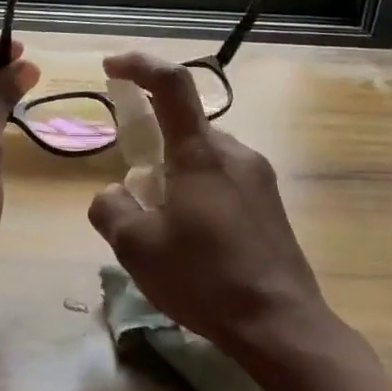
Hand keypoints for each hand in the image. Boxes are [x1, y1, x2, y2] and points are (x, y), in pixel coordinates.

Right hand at [88, 51, 327, 350]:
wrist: (281, 325)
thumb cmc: (204, 279)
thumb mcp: (136, 247)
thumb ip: (110, 208)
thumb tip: (112, 193)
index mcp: (201, 153)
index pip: (172, 84)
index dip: (140, 65)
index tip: (111, 67)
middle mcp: (235, 152)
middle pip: (184, 126)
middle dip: (152, 145)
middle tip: (133, 192)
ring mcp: (259, 177)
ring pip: (203, 157)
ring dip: (175, 175)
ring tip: (163, 229)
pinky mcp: (270, 204)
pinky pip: (223, 180)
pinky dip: (197, 192)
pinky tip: (193, 241)